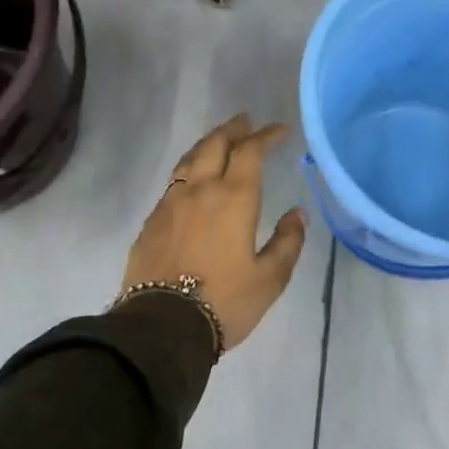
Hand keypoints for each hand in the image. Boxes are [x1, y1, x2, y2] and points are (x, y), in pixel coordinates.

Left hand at [123, 114, 306, 353]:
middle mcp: (200, 190)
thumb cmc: (224, 301)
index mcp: (233, 198)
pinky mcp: (151, 221)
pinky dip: (188, 170)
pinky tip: (192, 181)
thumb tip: (297, 213)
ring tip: (218, 141)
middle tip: (246, 122)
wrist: (162, 326)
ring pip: (189, 159)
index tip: (279, 129)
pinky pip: (173, 182)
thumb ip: (288, 242)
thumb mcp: (270, 279)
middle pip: (214, 144)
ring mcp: (170, 203)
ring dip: (207, 144)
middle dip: (233, 129)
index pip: (250, 151)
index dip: (266, 135)